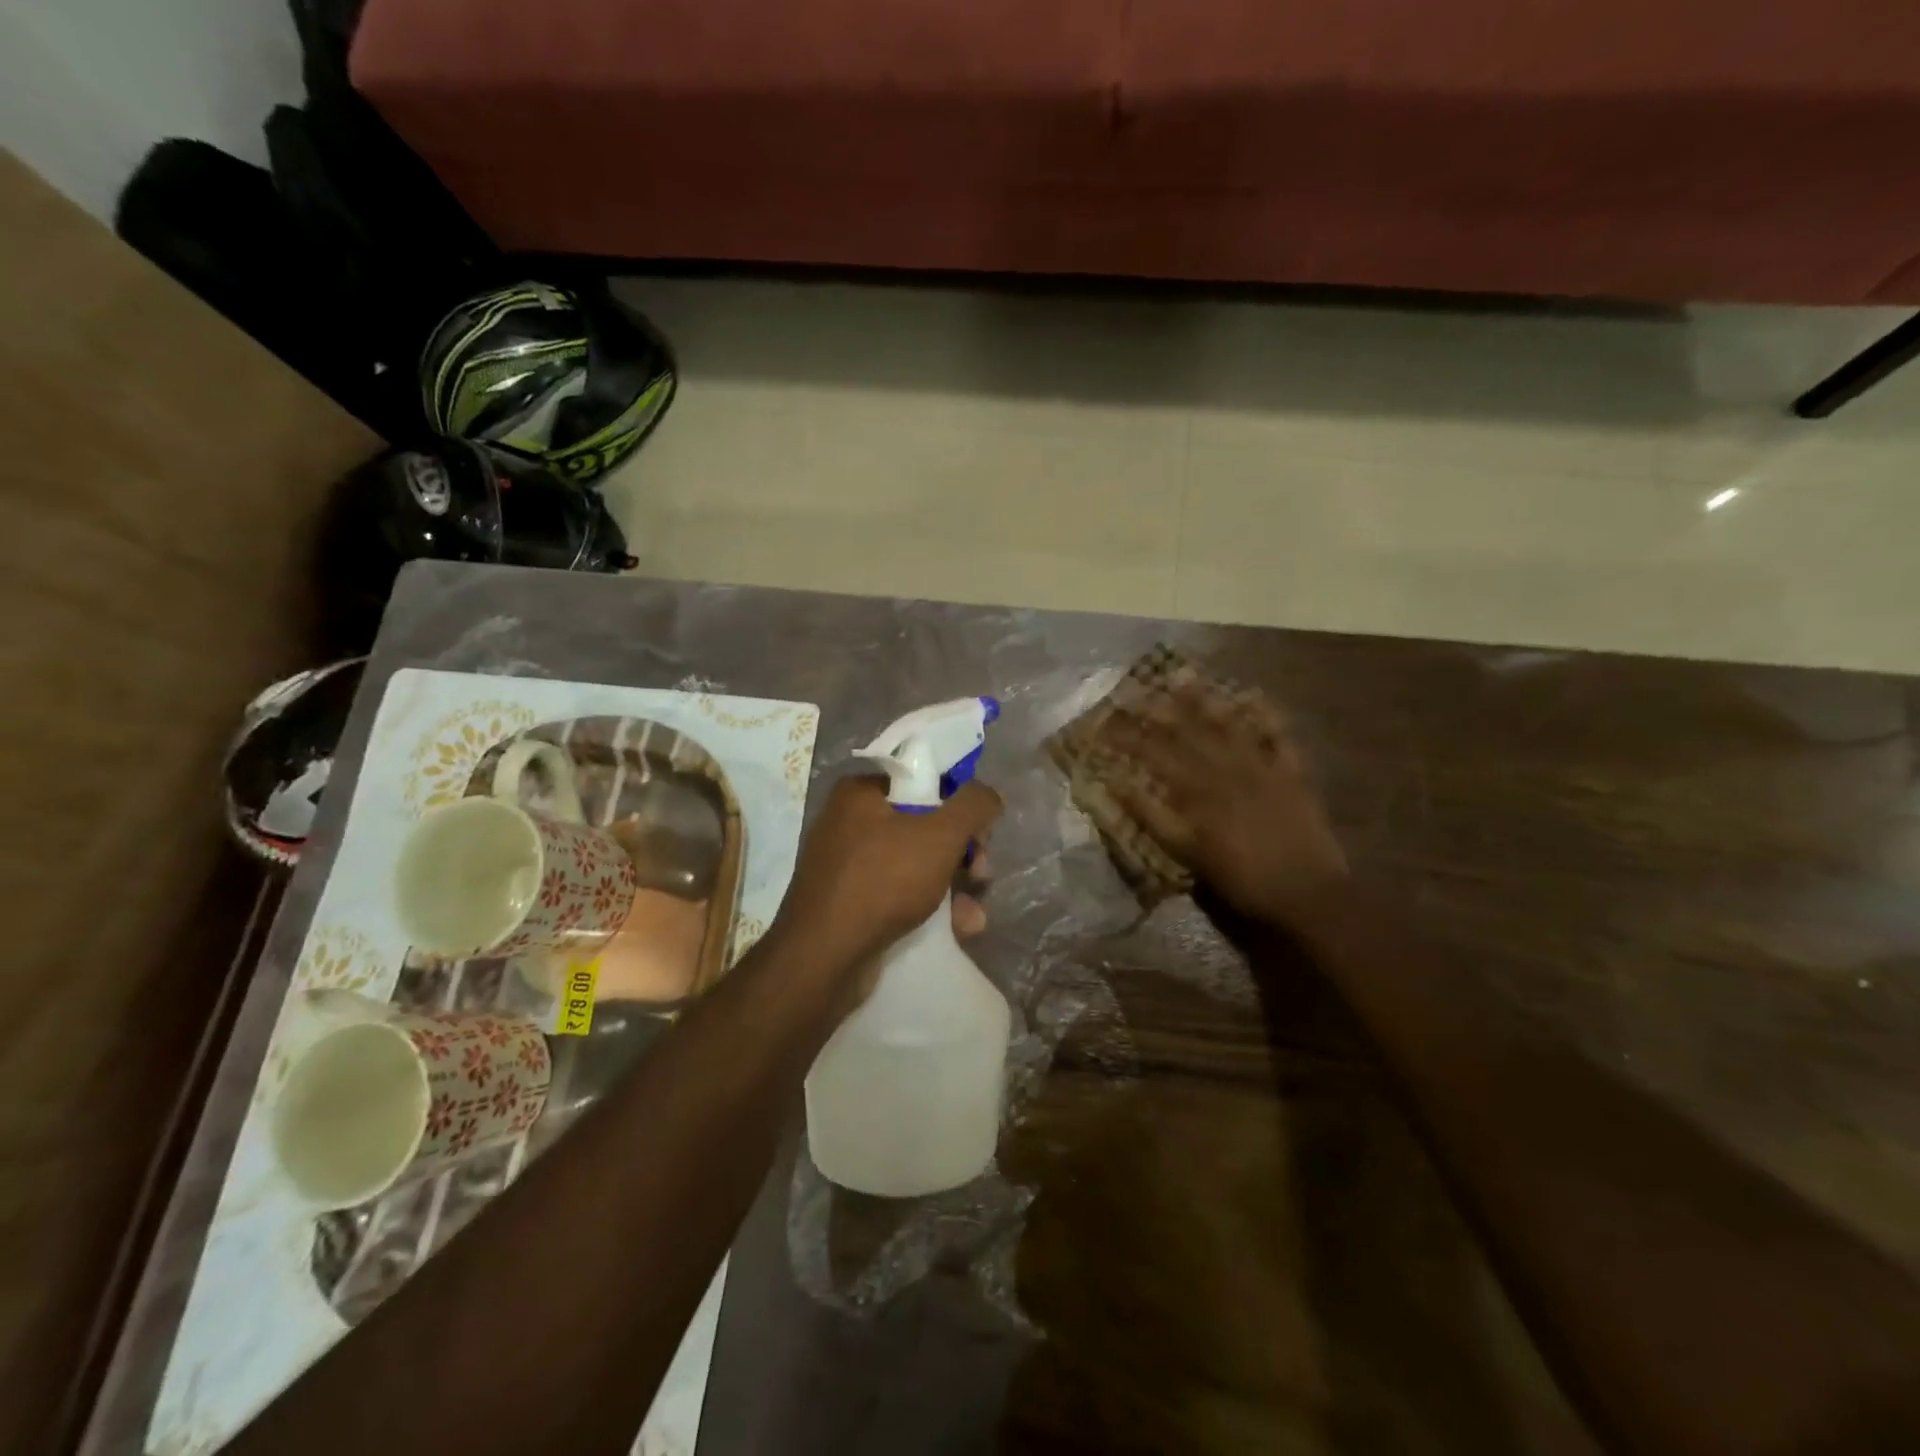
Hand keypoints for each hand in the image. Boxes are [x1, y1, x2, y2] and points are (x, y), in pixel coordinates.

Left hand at [769, 775, 1002, 1001]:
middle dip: (962, 852)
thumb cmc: (882, 881)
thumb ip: (973, 806)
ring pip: (916, 865)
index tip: (981, 832)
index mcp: (860, 793)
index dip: (959, 802)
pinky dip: (930, 909)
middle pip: (924, 825)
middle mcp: (849, 823)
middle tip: (981, 873)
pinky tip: (958, 930)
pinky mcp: (851, 905)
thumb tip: (989, 795)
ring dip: (954, 887)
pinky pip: (899, 896)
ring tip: (973, 915)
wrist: (822, 958)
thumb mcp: (940, 835)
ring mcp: (848, 867)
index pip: (922, 781)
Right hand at [1105, 670, 1346, 928]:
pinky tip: (1254, 695)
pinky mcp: (1291, 774)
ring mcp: (1262, 767)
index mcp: (1198, 791)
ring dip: (1204, 698)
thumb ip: (1152, 818)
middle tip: (1134, 687)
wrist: (1308, 894)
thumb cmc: (1242, 879)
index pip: (1153, 754)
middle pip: (1186, 730)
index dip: (1126, 735)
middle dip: (1156, 707)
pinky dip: (1267, 715)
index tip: (1103, 721)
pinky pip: (1278, 737)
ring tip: (1183, 674)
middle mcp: (1226, 769)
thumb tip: (1116, 785)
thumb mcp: (1188, 854)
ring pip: (1228, 724)